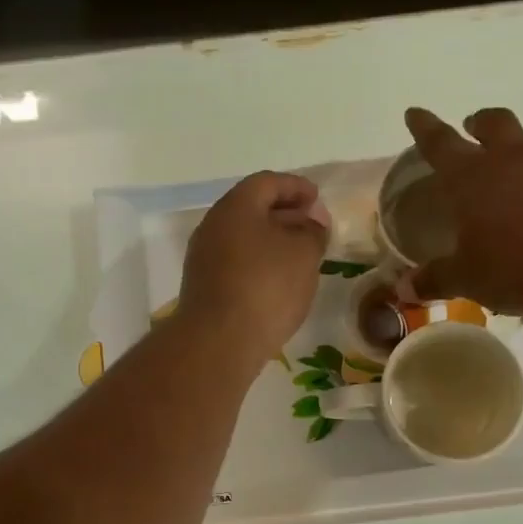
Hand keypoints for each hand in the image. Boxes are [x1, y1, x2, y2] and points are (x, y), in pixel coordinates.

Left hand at [179, 171, 328, 367]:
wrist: (219, 341)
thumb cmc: (266, 287)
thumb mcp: (304, 254)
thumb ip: (313, 232)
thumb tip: (311, 223)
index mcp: (236, 206)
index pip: (268, 182)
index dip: (296, 187)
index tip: (318, 198)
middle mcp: (214, 226)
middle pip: (252, 209)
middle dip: (285, 214)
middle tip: (313, 227)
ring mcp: (204, 258)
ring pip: (244, 238)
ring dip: (272, 241)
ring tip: (300, 256)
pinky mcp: (204, 287)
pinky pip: (237, 263)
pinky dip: (259, 263)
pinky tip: (278, 282)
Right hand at [400, 107, 522, 314]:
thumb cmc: (511, 266)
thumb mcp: (467, 278)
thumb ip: (436, 279)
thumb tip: (405, 288)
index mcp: (471, 177)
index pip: (440, 143)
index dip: (424, 127)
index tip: (414, 112)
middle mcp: (511, 161)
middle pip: (494, 124)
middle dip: (479, 122)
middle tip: (473, 125)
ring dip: (516, 154)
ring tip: (511, 178)